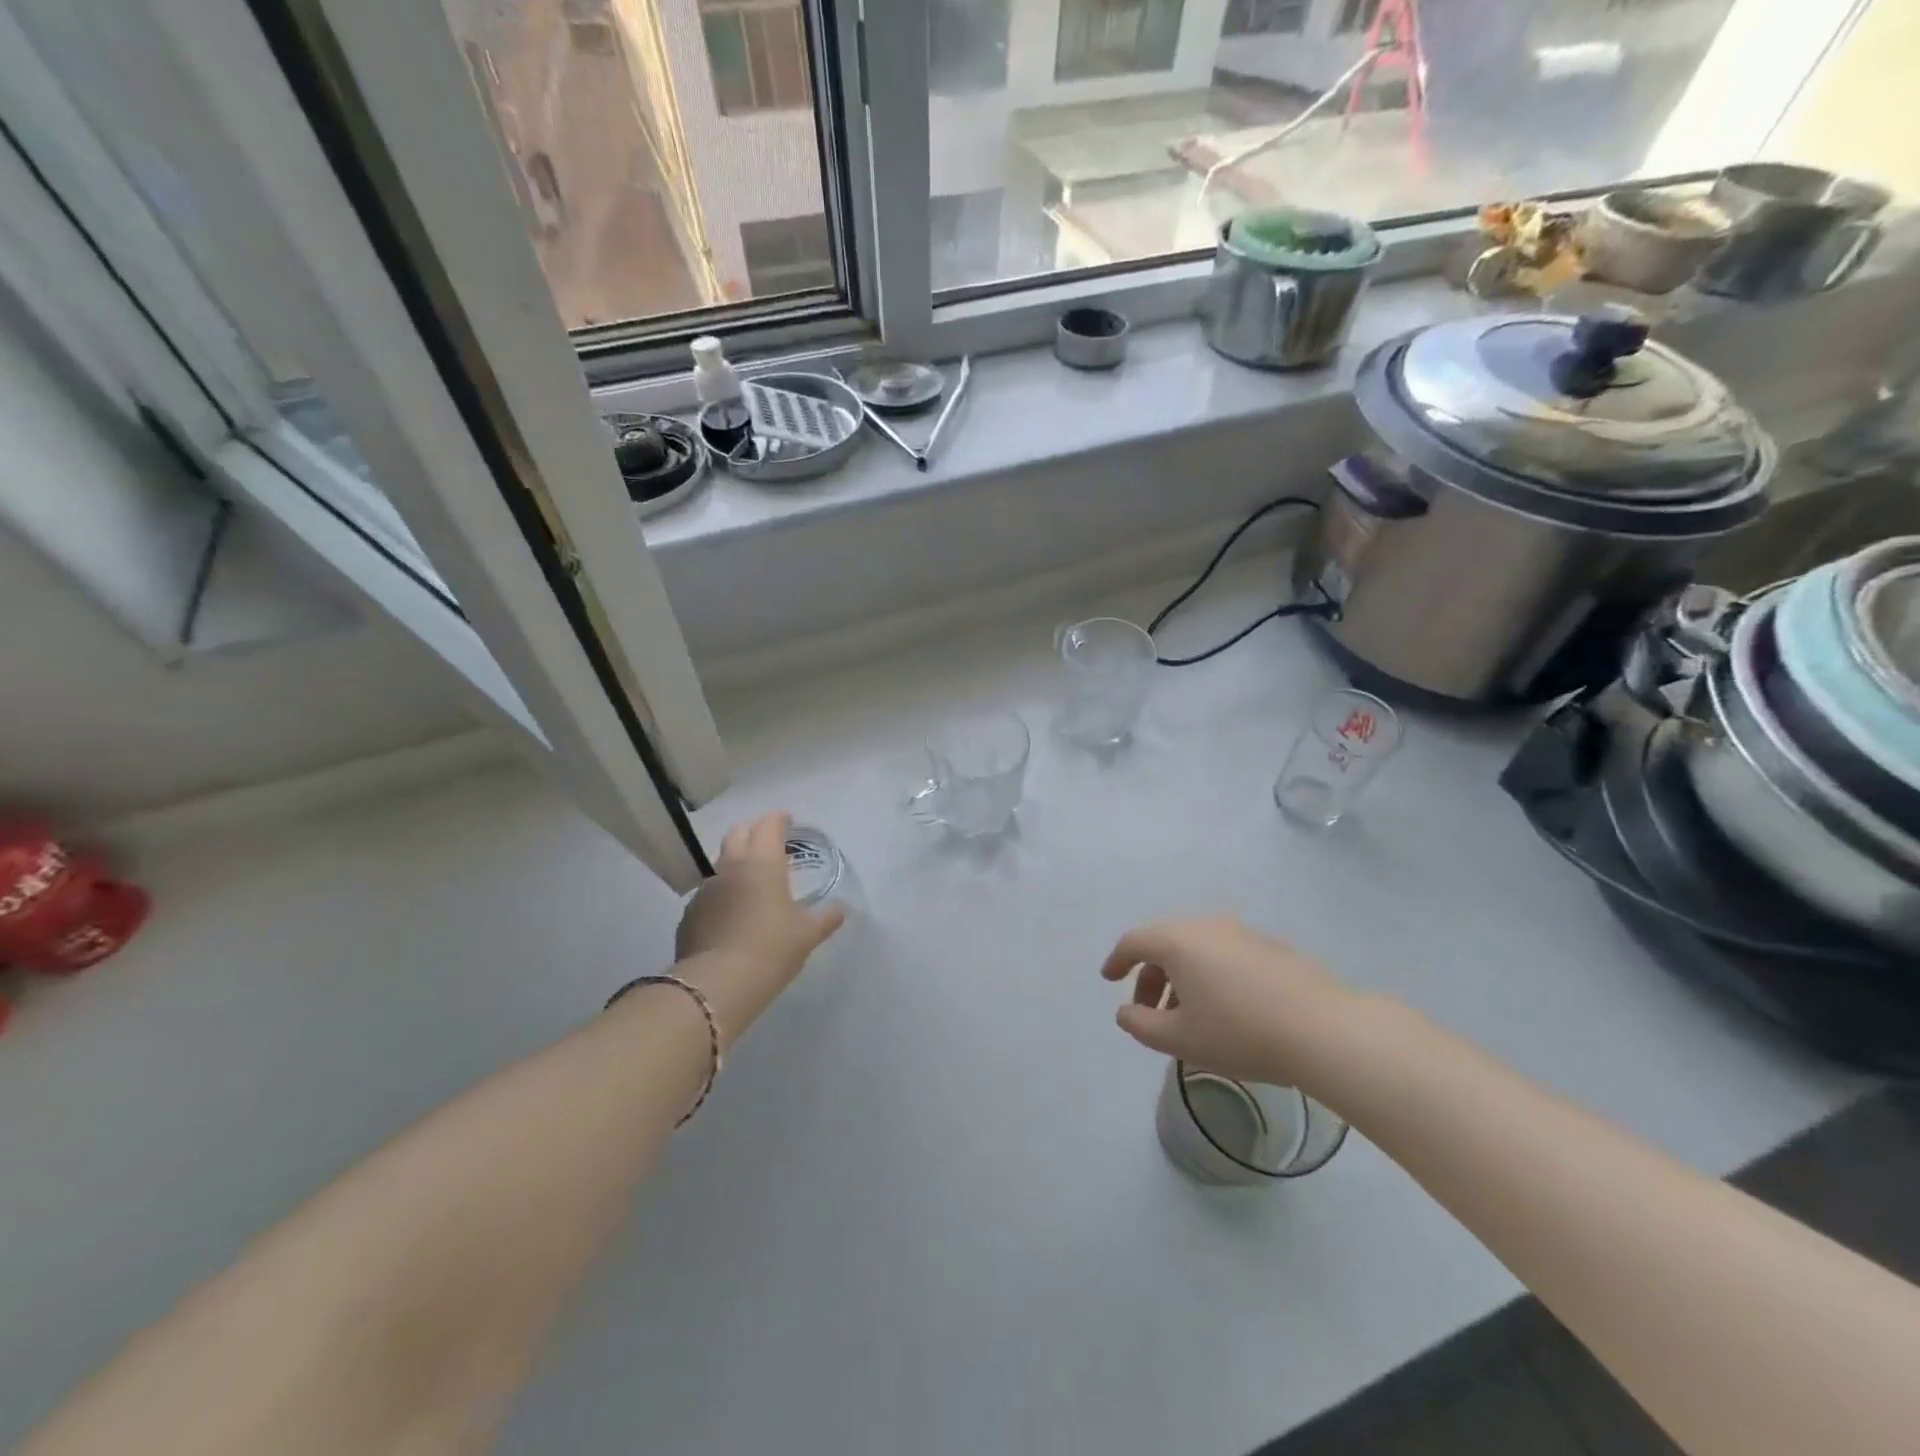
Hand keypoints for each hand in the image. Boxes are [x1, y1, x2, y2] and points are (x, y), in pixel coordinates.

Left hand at [675, 812, 844, 1040]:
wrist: (717, 984)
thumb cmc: (771, 949)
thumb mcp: (807, 935)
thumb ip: (826, 918)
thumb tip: (841, 910)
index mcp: (762, 863)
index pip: (769, 825)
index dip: (779, 820)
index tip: (788, 821)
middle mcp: (731, 867)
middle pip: (738, 833)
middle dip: (754, 831)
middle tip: (769, 843)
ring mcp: (706, 889)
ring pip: (722, 864)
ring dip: (737, 864)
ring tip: (752, 883)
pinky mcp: (690, 914)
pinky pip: (710, 893)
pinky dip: (723, 895)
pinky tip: (732, 915)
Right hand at [1100, 917, 1358, 1091]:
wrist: (1323, 1030)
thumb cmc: (1239, 1032)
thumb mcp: (1179, 1039)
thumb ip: (1140, 1024)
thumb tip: (1125, 1011)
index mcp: (1178, 941)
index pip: (1134, 941)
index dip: (1116, 961)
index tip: (1109, 980)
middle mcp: (1207, 925)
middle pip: (1166, 943)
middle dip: (1151, 974)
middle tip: (1149, 1010)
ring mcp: (1243, 932)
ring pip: (1198, 948)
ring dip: (1182, 976)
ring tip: (1188, 1014)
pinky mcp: (1271, 946)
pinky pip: (1225, 954)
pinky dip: (1212, 973)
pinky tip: (1226, 1007)